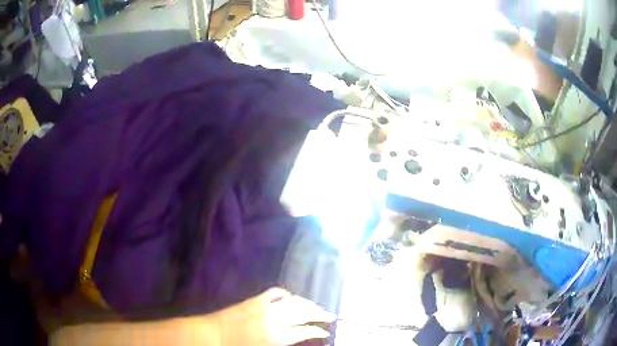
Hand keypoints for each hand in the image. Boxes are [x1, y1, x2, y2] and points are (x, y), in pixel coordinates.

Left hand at [209, 287, 335, 345]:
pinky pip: (275, 293)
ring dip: (307, 303)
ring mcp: (265, 307)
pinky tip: (292, 297)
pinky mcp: (255, 299)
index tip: (326, 331)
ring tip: (317, 307)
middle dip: (320, 314)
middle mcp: (275, 320)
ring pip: (293, 302)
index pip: (305, 331)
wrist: (214, 335)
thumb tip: (300, 336)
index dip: (318, 331)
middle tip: (331, 315)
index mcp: (277, 337)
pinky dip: (286, 294)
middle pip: (304, 314)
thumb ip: (285, 342)